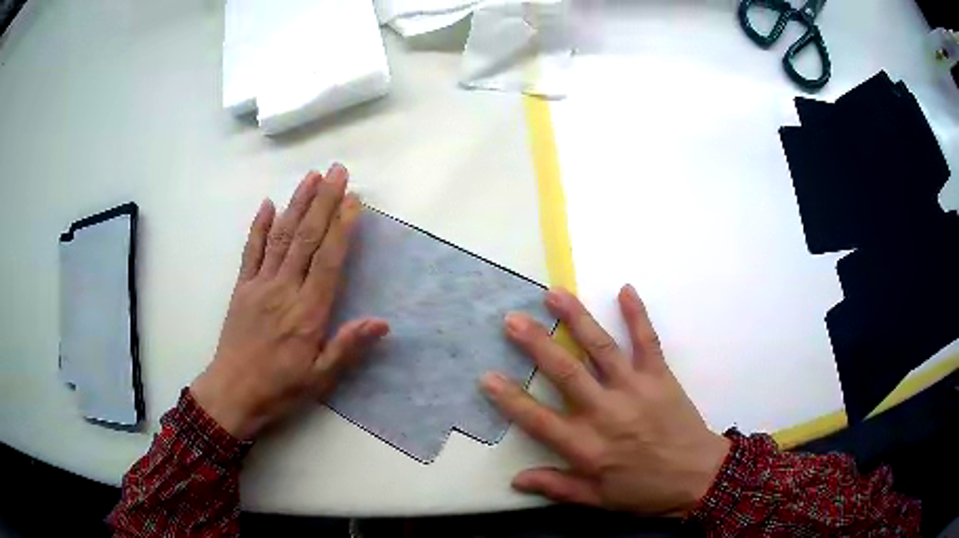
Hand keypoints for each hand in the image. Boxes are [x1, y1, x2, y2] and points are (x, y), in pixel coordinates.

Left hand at [191, 164, 388, 439]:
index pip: (328, 260)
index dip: (341, 227)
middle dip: (323, 201)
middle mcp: (284, 289)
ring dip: (297, 204)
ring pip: (281, 236)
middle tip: (337, 171)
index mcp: (307, 312)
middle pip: (306, 238)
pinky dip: (259, 226)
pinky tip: (268, 204)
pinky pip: (251, 251)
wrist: (232, 392)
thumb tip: (382, 322)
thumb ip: (348, 346)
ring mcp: (260, 284)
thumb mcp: (320, 377)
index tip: (353, 199)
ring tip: (310, 176)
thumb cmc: (280, 388)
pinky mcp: (242, 287)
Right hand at [481, 285, 729, 516]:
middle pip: (565, 373)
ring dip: (577, 319)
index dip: (511, 399)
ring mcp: (635, 389)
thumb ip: (558, 487)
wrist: (698, 478)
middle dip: (536, 345)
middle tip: (512, 319)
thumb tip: (515, 480)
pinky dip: (638, 315)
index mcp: (587, 446)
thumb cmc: (645, 491)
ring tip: (555, 294)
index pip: (539, 420)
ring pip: (601, 349)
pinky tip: (626, 289)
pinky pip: (648, 341)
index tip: (487, 376)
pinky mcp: (660, 377)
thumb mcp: (598, 500)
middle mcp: (607, 412)